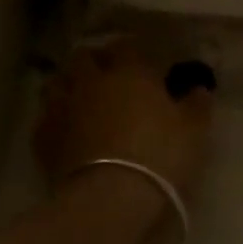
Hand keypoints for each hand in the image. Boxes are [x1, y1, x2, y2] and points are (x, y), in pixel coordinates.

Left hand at [34, 42, 211, 197]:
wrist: (109, 198)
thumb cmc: (159, 156)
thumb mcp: (193, 131)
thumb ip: (197, 105)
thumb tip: (200, 89)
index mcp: (129, 72)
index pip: (126, 45)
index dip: (134, 50)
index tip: (143, 61)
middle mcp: (91, 81)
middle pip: (83, 57)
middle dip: (94, 61)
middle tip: (108, 75)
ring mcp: (62, 107)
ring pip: (57, 82)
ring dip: (68, 84)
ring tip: (81, 98)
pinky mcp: (42, 138)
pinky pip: (45, 117)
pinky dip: (54, 118)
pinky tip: (66, 130)